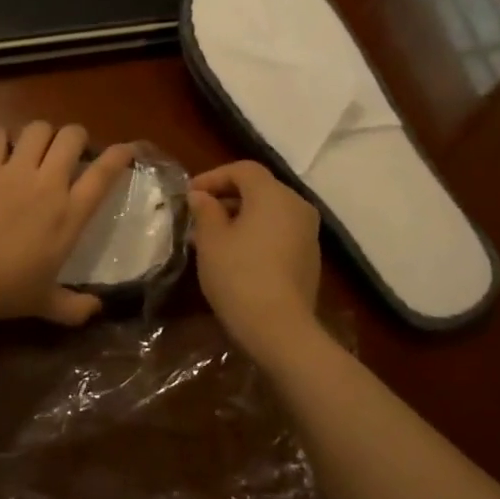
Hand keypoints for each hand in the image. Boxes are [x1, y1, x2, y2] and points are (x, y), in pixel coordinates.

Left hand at [0, 122, 136, 326]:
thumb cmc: (2, 290)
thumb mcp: (43, 305)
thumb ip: (74, 308)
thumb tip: (97, 310)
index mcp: (69, 215)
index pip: (103, 175)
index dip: (119, 156)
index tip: (125, 149)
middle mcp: (47, 185)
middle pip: (72, 138)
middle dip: (77, 137)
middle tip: (71, 151)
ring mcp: (13, 172)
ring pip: (38, 129)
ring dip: (43, 133)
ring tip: (38, 146)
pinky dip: (2, 137)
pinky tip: (1, 148)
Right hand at [188, 161, 321, 352]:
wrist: (280, 329)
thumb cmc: (239, 275)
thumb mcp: (211, 240)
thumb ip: (205, 211)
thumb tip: (201, 196)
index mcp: (273, 195)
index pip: (243, 170)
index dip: (213, 177)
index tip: (189, 195)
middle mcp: (297, 206)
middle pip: (259, 189)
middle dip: (225, 197)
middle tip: (197, 216)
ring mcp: (308, 233)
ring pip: (269, 212)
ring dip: (240, 217)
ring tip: (210, 237)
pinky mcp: (309, 257)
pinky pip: (279, 232)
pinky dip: (256, 233)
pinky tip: (234, 255)